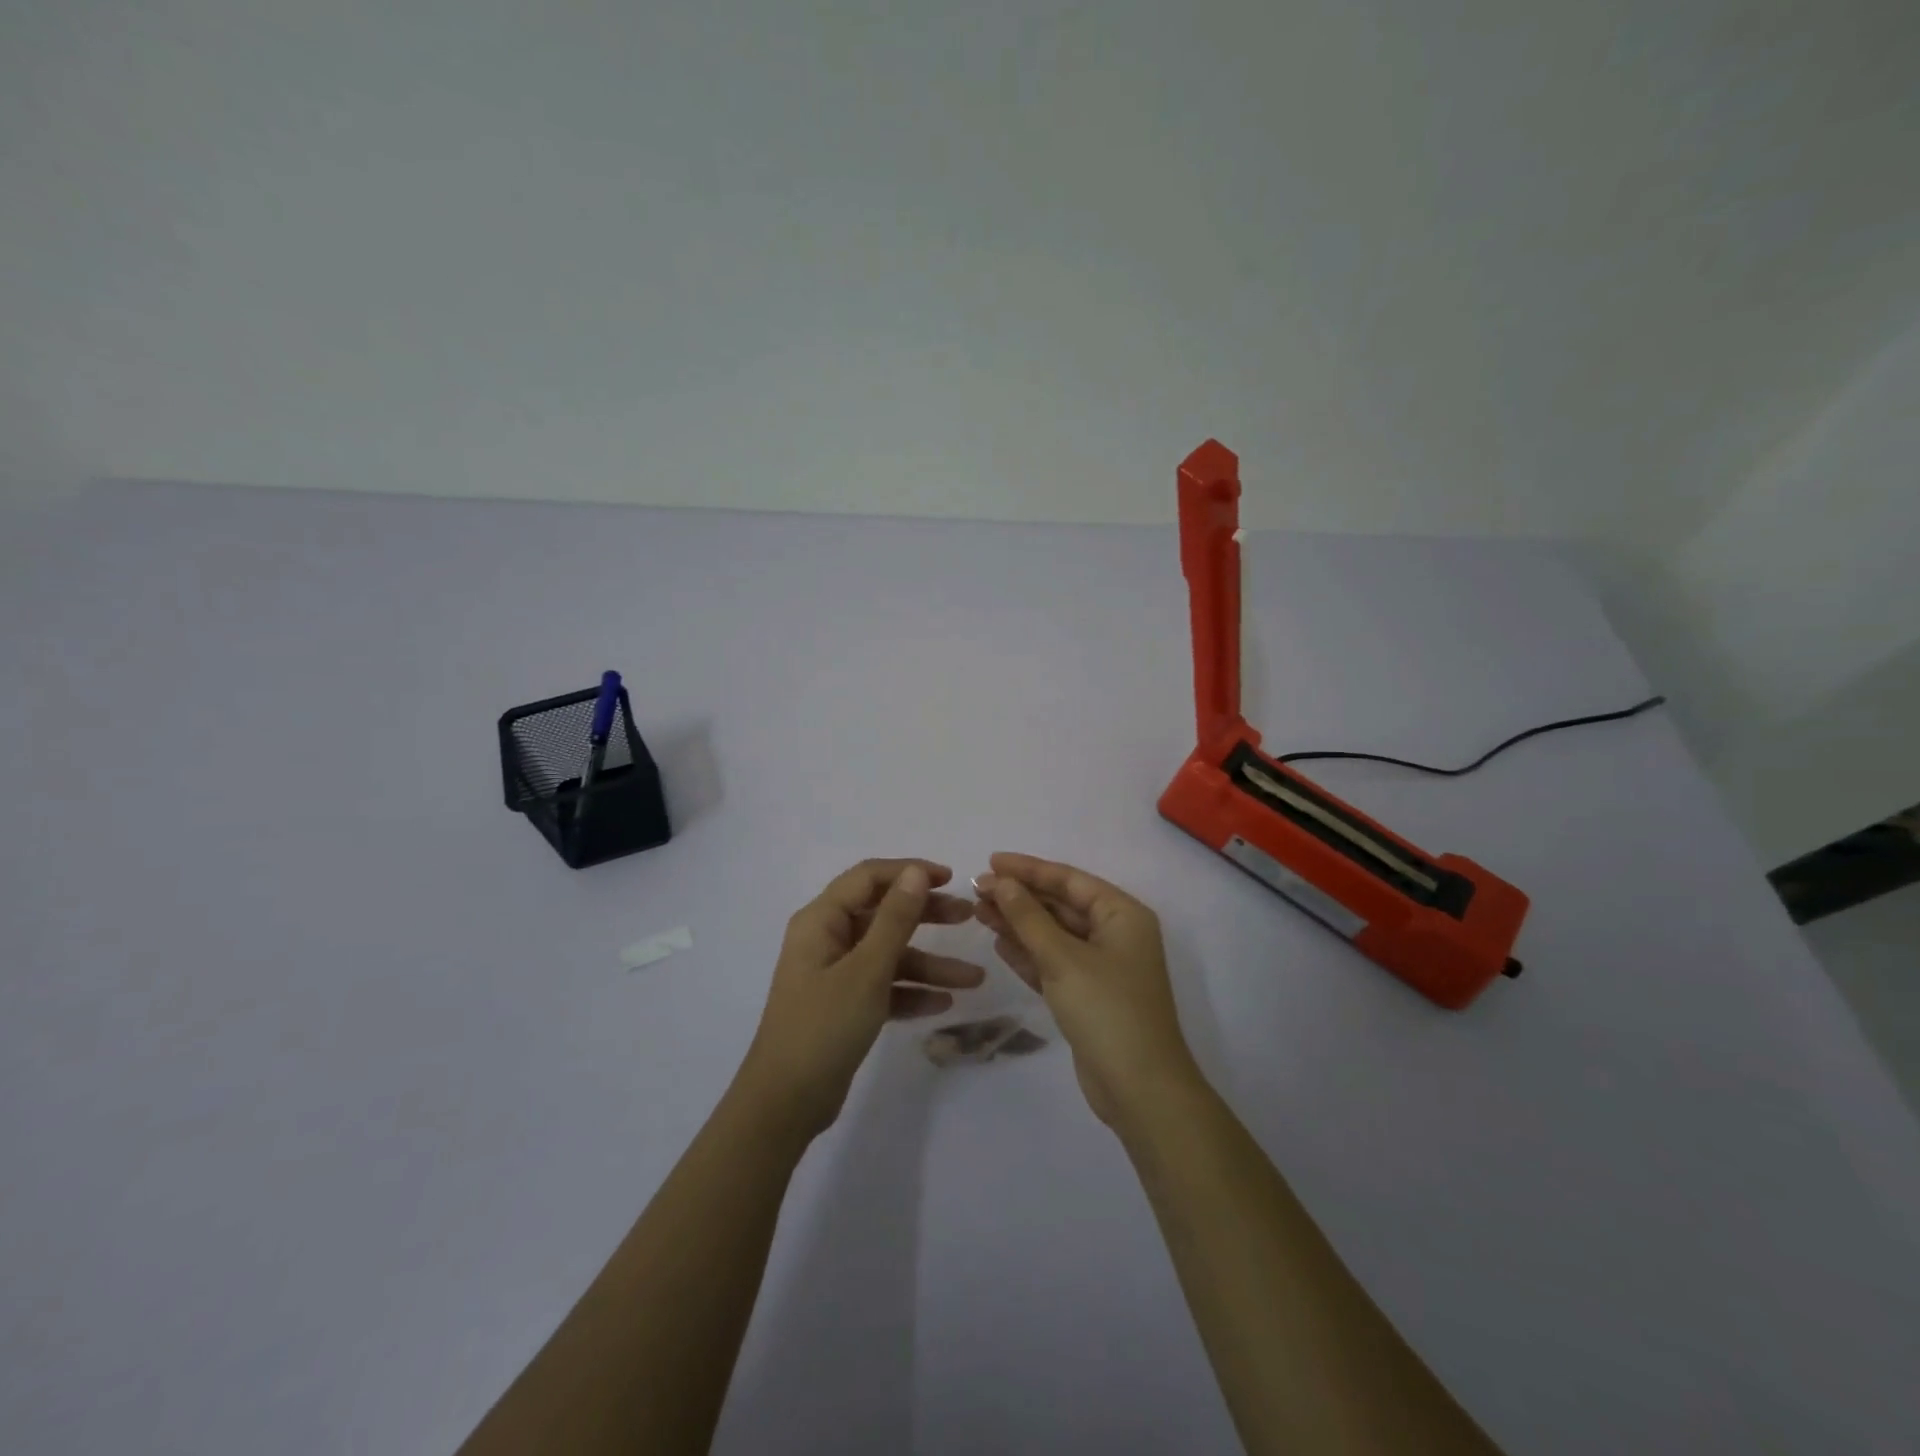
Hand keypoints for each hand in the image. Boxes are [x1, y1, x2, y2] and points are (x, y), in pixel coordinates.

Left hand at [736, 858, 983, 1140]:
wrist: (785, 1104)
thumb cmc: (823, 1027)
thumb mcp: (866, 970)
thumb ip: (895, 919)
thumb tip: (916, 872)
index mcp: (821, 920)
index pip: (869, 878)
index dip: (909, 872)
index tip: (951, 879)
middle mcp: (827, 939)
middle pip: (883, 914)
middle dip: (927, 915)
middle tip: (968, 917)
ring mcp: (836, 974)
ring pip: (889, 955)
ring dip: (929, 964)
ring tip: (975, 979)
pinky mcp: (844, 1006)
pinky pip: (884, 986)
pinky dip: (911, 992)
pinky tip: (944, 1004)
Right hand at [975, 853, 1202, 1130]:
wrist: (1140, 1089)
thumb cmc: (1106, 1010)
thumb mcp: (1063, 958)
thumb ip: (1029, 917)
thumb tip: (1002, 882)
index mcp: (1122, 915)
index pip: (1069, 879)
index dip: (1029, 869)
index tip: (991, 862)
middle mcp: (1115, 934)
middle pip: (1060, 905)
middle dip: (1020, 897)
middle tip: (977, 889)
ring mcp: (1102, 967)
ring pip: (1053, 934)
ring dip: (1018, 923)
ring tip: (978, 911)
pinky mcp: (1088, 995)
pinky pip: (1053, 963)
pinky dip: (1028, 953)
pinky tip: (998, 943)